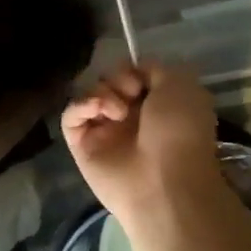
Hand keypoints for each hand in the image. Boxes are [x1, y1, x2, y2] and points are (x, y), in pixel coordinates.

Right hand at [61, 62, 228, 235]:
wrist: (164, 181)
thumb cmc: (179, 132)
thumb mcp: (180, 85)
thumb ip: (154, 68)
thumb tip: (134, 71)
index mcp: (155, 106)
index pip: (131, 75)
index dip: (133, 70)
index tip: (141, 80)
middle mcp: (129, 118)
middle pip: (108, 81)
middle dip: (117, 79)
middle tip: (130, 94)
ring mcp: (104, 131)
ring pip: (88, 94)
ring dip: (102, 93)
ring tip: (117, 111)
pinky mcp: (81, 145)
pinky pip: (71, 115)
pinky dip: (81, 106)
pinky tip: (99, 111)